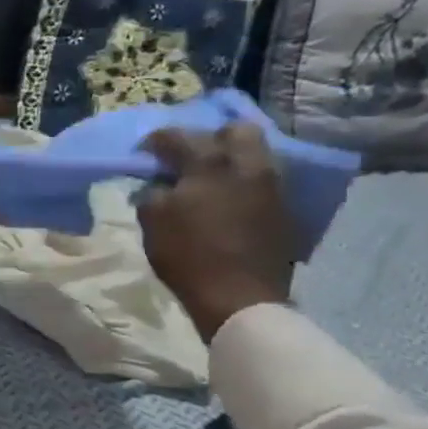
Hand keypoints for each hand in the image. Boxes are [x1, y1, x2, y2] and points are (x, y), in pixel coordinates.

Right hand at [136, 123, 297, 342]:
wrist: (240, 298)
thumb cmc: (188, 256)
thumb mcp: (152, 221)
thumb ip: (151, 193)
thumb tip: (156, 185)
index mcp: (211, 164)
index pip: (179, 136)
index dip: (156, 141)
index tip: (144, 153)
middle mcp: (247, 166)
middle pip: (236, 131)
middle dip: (210, 137)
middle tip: (190, 157)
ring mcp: (271, 188)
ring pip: (255, 156)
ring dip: (231, 160)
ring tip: (210, 179)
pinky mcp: (283, 210)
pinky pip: (262, 182)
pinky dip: (243, 184)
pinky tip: (227, 201)